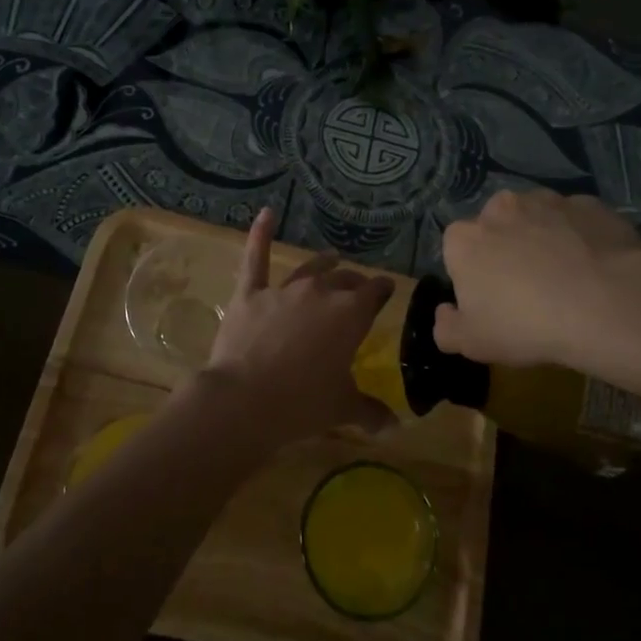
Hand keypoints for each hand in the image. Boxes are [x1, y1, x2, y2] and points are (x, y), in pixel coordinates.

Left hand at [200, 208, 395, 449]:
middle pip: (344, 280)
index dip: (382, 290)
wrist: (245, 401)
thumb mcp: (342, 409)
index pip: (375, 292)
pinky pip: (256, 257)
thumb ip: (371, 412)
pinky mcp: (250, 293)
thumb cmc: (302, 404)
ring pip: (310, 269)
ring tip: (331, 257)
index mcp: (350, 315)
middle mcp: (321, 293)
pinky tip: (266, 213)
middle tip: (358, 289)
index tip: (387, 290)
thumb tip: (396, 427)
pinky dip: (260, 234)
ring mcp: (284, 290)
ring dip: (323, 263)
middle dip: (354, 283)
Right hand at [435, 189, 640, 372]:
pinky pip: (577, 221)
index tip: (492, 300)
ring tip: (566, 278)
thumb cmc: (526, 325)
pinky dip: (581, 237)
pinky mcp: (589, 204)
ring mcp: (547, 200)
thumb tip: (445, 313)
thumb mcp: (472, 343)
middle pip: (496, 228)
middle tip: (528, 289)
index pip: (457, 250)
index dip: (473, 274)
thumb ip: (446, 328)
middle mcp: (500, 207)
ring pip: (538, 219)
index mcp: (464, 238)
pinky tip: (595, 268)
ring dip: (544, 239)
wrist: (605, 305)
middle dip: (507, 249)